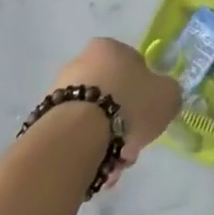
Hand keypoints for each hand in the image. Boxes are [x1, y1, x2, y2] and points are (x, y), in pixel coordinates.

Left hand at [52, 38, 180, 179]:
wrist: (77, 136)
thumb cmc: (128, 104)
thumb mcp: (167, 95)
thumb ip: (168, 93)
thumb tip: (163, 97)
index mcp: (109, 47)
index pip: (133, 67)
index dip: (144, 94)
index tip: (147, 117)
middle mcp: (81, 62)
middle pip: (113, 95)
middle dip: (124, 123)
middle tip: (131, 147)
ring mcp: (59, 91)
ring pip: (94, 119)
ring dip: (107, 141)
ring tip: (114, 166)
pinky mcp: (45, 119)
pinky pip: (76, 135)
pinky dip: (87, 151)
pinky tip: (97, 168)